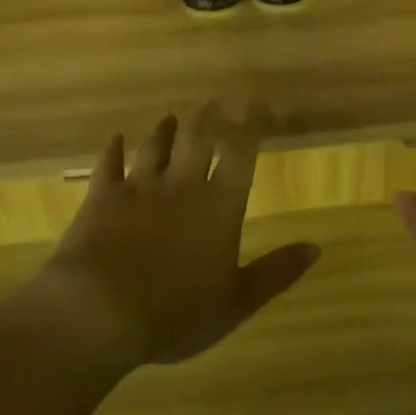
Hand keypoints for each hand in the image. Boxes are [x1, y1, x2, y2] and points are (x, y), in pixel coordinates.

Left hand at [41, 104, 320, 366]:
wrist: (99, 311)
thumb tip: (316, 247)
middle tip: (213, 102)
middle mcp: (181, 185)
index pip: (240, 154)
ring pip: (155, 146)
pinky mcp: (101, 198)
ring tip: (171, 117)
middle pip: (197, 138)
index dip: (251, 126)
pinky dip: (113, 150)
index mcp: (219, 206)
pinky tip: (115, 139)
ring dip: (164, 130)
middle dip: (208, 118)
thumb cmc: (176, 312)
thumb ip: (275, 272)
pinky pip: (108, 165)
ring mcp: (138, 188)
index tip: (257, 108)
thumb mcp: (236, 302)